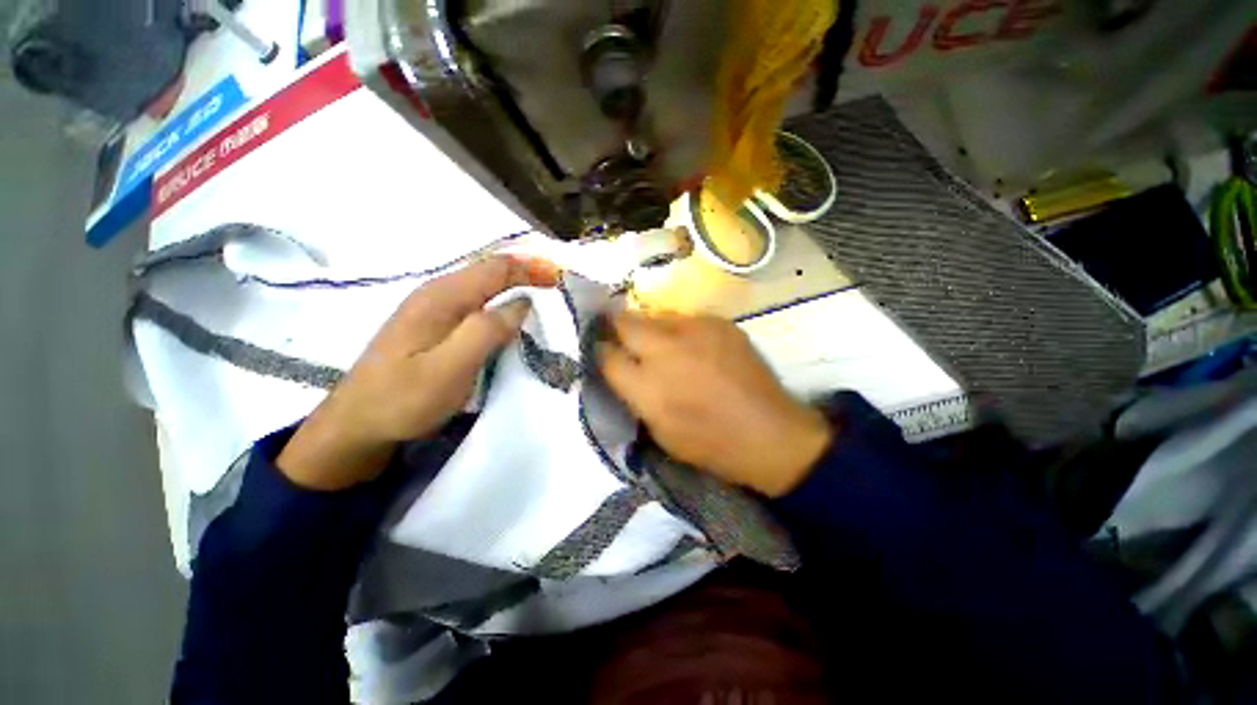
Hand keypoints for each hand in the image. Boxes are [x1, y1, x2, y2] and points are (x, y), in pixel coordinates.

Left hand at [278, 256, 559, 489]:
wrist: (356, 424)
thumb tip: (521, 303)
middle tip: (556, 284)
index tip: (560, 278)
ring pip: (483, 285)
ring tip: (542, 293)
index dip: (531, 268)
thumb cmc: (402, 399)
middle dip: (526, 271)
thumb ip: (486, 331)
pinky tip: (509, 313)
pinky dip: (500, 300)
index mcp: (442, 298)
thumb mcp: (448, 369)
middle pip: (489, 270)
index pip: (496, 268)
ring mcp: (433, 309)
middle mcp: (437, 294)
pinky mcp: (434, 326)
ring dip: (514, 284)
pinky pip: (475, 302)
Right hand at [598, 312, 832, 497]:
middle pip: (624, 322)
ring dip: (650, 329)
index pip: (606, 355)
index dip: (599, 351)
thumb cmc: (710, 444)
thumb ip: (635, 395)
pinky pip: (686, 319)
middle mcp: (666, 351)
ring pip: (655, 316)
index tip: (601, 350)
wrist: (770, 433)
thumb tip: (621, 368)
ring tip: (661, 344)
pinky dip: (681, 331)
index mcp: (647, 386)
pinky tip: (694, 348)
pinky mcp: (719, 323)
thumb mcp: (659, 430)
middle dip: (615, 326)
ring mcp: (695, 331)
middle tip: (619, 334)